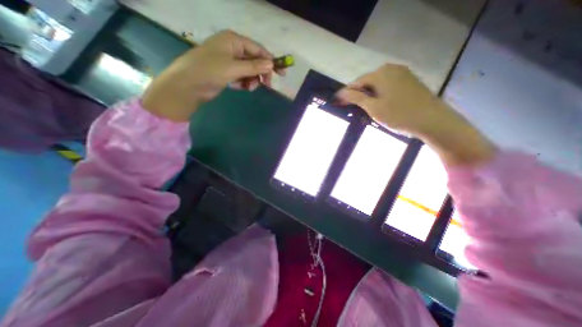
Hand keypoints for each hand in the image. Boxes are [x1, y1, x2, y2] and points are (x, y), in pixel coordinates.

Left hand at [141, 31, 279, 120]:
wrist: (188, 85)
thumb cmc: (209, 71)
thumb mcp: (233, 68)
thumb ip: (253, 66)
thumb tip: (271, 65)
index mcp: (234, 40)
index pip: (258, 49)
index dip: (271, 61)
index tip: (281, 74)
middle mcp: (233, 48)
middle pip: (255, 60)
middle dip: (261, 73)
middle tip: (267, 85)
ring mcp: (230, 61)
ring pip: (250, 70)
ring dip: (252, 80)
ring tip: (249, 88)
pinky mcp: (228, 72)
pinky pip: (243, 76)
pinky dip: (245, 83)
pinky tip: (241, 88)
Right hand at [336, 63, 494, 165]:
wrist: (433, 121)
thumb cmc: (399, 115)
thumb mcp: (373, 107)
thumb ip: (356, 98)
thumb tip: (340, 92)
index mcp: (380, 73)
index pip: (356, 83)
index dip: (346, 94)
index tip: (339, 104)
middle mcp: (391, 68)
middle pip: (367, 82)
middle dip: (358, 95)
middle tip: (352, 110)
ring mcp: (402, 73)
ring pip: (377, 85)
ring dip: (369, 96)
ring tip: (365, 110)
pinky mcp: (409, 81)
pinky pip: (388, 86)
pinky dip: (380, 95)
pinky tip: (380, 105)